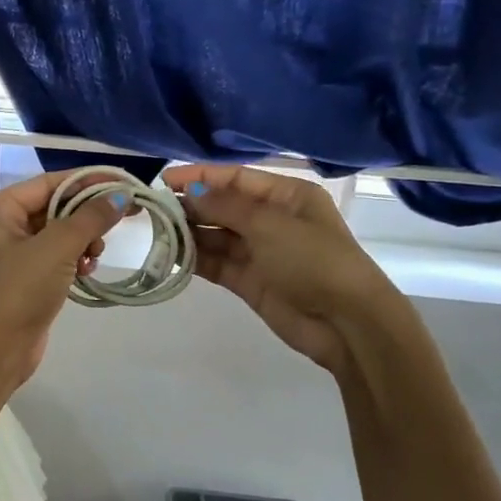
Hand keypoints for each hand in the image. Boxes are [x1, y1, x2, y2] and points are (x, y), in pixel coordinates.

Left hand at [0, 169, 130, 387]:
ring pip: (57, 233)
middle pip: (53, 206)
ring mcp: (10, 254)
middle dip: (86, 215)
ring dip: (82, 239)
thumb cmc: (18, 290)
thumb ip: (90, 218)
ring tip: (96, 254)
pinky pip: (55, 256)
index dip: (87, 181)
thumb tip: (121, 196)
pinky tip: (88, 269)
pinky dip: (74, 258)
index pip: (48, 183)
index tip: (123, 183)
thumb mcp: (57, 248)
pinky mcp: (23, 278)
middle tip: (122, 218)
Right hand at [163, 163, 419, 383]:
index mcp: (287, 196)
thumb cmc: (314, 260)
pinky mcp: (252, 282)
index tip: (164, 179)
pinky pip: (218, 263)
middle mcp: (273, 220)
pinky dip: (196, 259)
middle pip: (224, 206)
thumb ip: (225, 206)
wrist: (347, 324)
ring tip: (157, 232)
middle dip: (191, 206)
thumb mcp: (269, 224)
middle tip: (154, 209)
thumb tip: (190, 193)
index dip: (200, 176)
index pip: (236, 178)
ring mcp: (262, 252)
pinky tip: (171, 255)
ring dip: (190, 233)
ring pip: (218, 236)